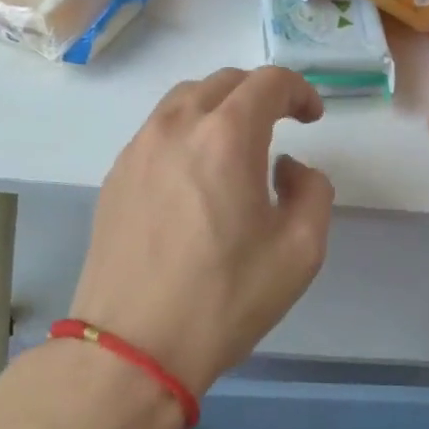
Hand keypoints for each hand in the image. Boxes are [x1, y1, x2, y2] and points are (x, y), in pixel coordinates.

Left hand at [69, 67, 334, 399]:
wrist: (133, 346)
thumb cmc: (224, 297)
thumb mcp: (301, 250)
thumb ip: (312, 190)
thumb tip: (288, 168)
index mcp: (226, 136)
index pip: (269, 81)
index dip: (300, 91)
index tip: (312, 119)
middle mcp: (177, 126)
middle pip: (224, 81)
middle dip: (260, 94)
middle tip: (281, 125)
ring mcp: (138, 148)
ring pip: (185, 100)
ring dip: (220, 107)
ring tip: (236, 145)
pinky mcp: (115, 175)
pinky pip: (157, 131)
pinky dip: (187, 132)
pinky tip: (195, 175)